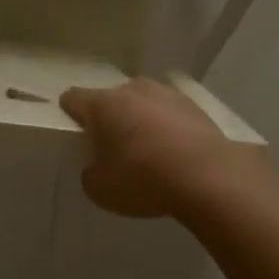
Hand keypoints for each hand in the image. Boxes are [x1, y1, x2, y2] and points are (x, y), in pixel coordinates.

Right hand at [59, 78, 267, 217]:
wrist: (208, 175)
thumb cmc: (143, 179)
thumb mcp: (100, 189)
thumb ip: (91, 172)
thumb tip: (97, 166)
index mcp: (102, 104)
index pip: (73, 98)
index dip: (70, 113)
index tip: (75, 132)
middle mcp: (132, 89)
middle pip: (111, 99)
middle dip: (109, 118)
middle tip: (113, 147)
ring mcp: (166, 93)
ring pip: (142, 102)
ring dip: (140, 119)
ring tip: (148, 150)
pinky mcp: (194, 105)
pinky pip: (170, 113)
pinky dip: (167, 127)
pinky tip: (175, 152)